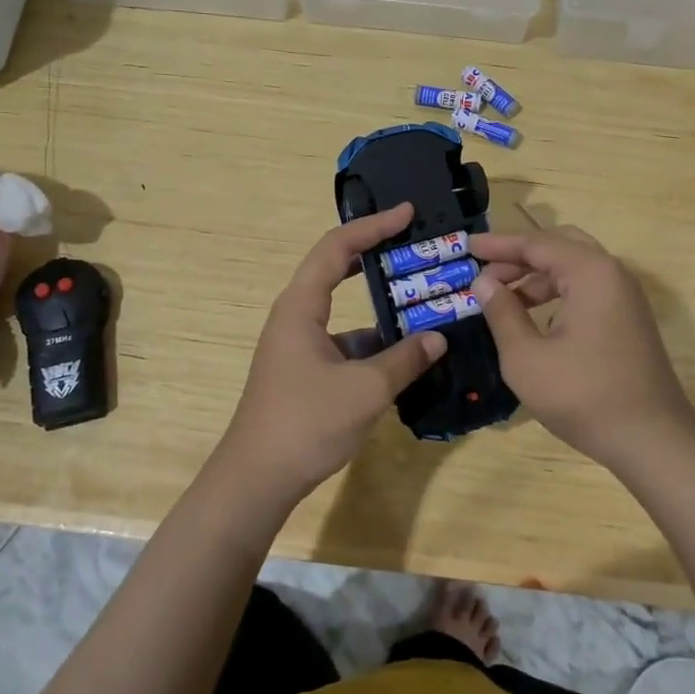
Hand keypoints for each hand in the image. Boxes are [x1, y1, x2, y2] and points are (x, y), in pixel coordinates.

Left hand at [218, 204, 447, 502]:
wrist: (256, 480)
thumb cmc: (305, 424)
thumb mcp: (364, 390)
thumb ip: (405, 360)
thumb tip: (438, 338)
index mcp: (301, 306)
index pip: (337, 248)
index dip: (373, 226)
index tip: (407, 213)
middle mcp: (297, 316)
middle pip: (338, 269)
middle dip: (376, 253)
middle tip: (415, 244)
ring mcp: (300, 344)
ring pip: (345, 309)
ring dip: (380, 304)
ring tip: (424, 299)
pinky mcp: (307, 369)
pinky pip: (346, 341)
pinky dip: (375, 340)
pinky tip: (407, 353)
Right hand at [469, 226, 694, 472]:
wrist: (653, 441)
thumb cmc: (583, 396)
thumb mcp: (526, 357)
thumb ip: (502, 313)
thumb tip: (484, 282)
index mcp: (590, 272)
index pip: (536, 243)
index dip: (498, 244)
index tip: (467, 246)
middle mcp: (612, 274)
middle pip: (559, 246)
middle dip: (519, 255)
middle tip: (484, 267)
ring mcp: (625, 297)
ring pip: (574, 268)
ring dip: (536, 276)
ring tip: (501, 295)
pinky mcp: (628, 319)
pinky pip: (587, 289)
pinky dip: (556, 292)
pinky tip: (533, 316)